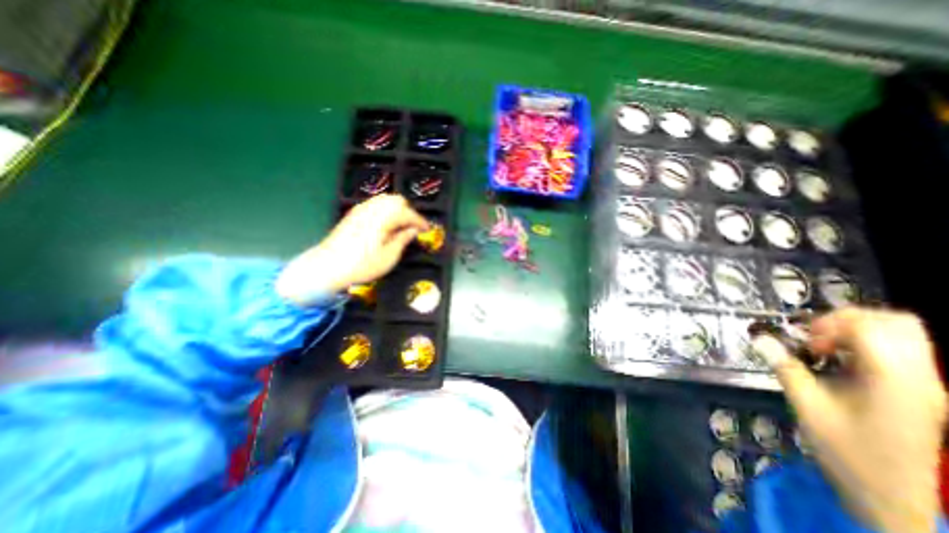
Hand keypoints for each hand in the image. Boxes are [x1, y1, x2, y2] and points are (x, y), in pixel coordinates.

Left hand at [276, 194, 428, 302]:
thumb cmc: (362, 265)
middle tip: (413, 228)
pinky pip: (375, 204)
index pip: (408, 214)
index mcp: (384, 219)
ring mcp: (361, 209)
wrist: (328, 266)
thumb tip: (413, 230)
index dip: (420, 221)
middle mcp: (373, 209)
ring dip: (397, 210)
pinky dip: (386, 210)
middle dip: (409, 212)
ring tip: (401, 226)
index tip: (427, 230)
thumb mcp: (389, 257)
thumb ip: (403, 240)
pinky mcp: (354, 214)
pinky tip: (386, 224)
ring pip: (386, 200)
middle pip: (397, 200)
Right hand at [754, 308, 945, 532]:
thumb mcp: (807, 407)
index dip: (831, 324)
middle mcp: (920, 378)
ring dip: (857, 331)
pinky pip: (899, 351)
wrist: (893, 498)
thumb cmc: (847, 451)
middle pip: (896, 323)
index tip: (805, 342)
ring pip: (902, 334)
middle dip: (848, 320)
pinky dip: (866, 345)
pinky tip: (840, 361)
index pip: (871, 327)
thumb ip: (785, 367)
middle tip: (816, 337)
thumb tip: (759, 338)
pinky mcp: (920, 392)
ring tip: (825, 347)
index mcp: (894, 381)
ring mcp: (925, 385)